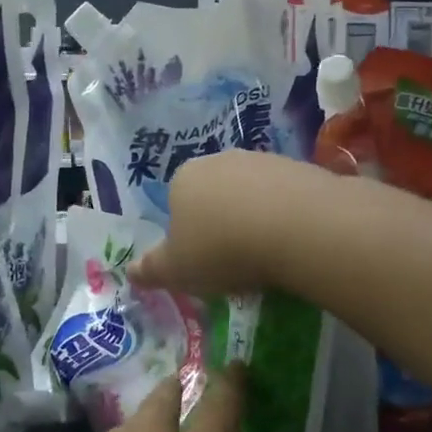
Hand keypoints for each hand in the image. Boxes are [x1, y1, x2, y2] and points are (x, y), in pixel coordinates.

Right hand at [127, 149, 334, 296]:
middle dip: (221, 223)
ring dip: (255, 219)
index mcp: (183, 178)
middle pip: (214, 195)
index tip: (201, 261)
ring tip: (266, 256)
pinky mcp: (300, 168)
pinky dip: (285, 217)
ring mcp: (263, 160)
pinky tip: (293, 242)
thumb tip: (130, 272)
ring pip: (251, 194)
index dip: (186, 234)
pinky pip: (285, 197)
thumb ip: (151, 270)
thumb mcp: (176, 270)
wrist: (298, 227)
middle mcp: (220, 160)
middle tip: (233, 262)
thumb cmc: (222, 248)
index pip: (176, 203)